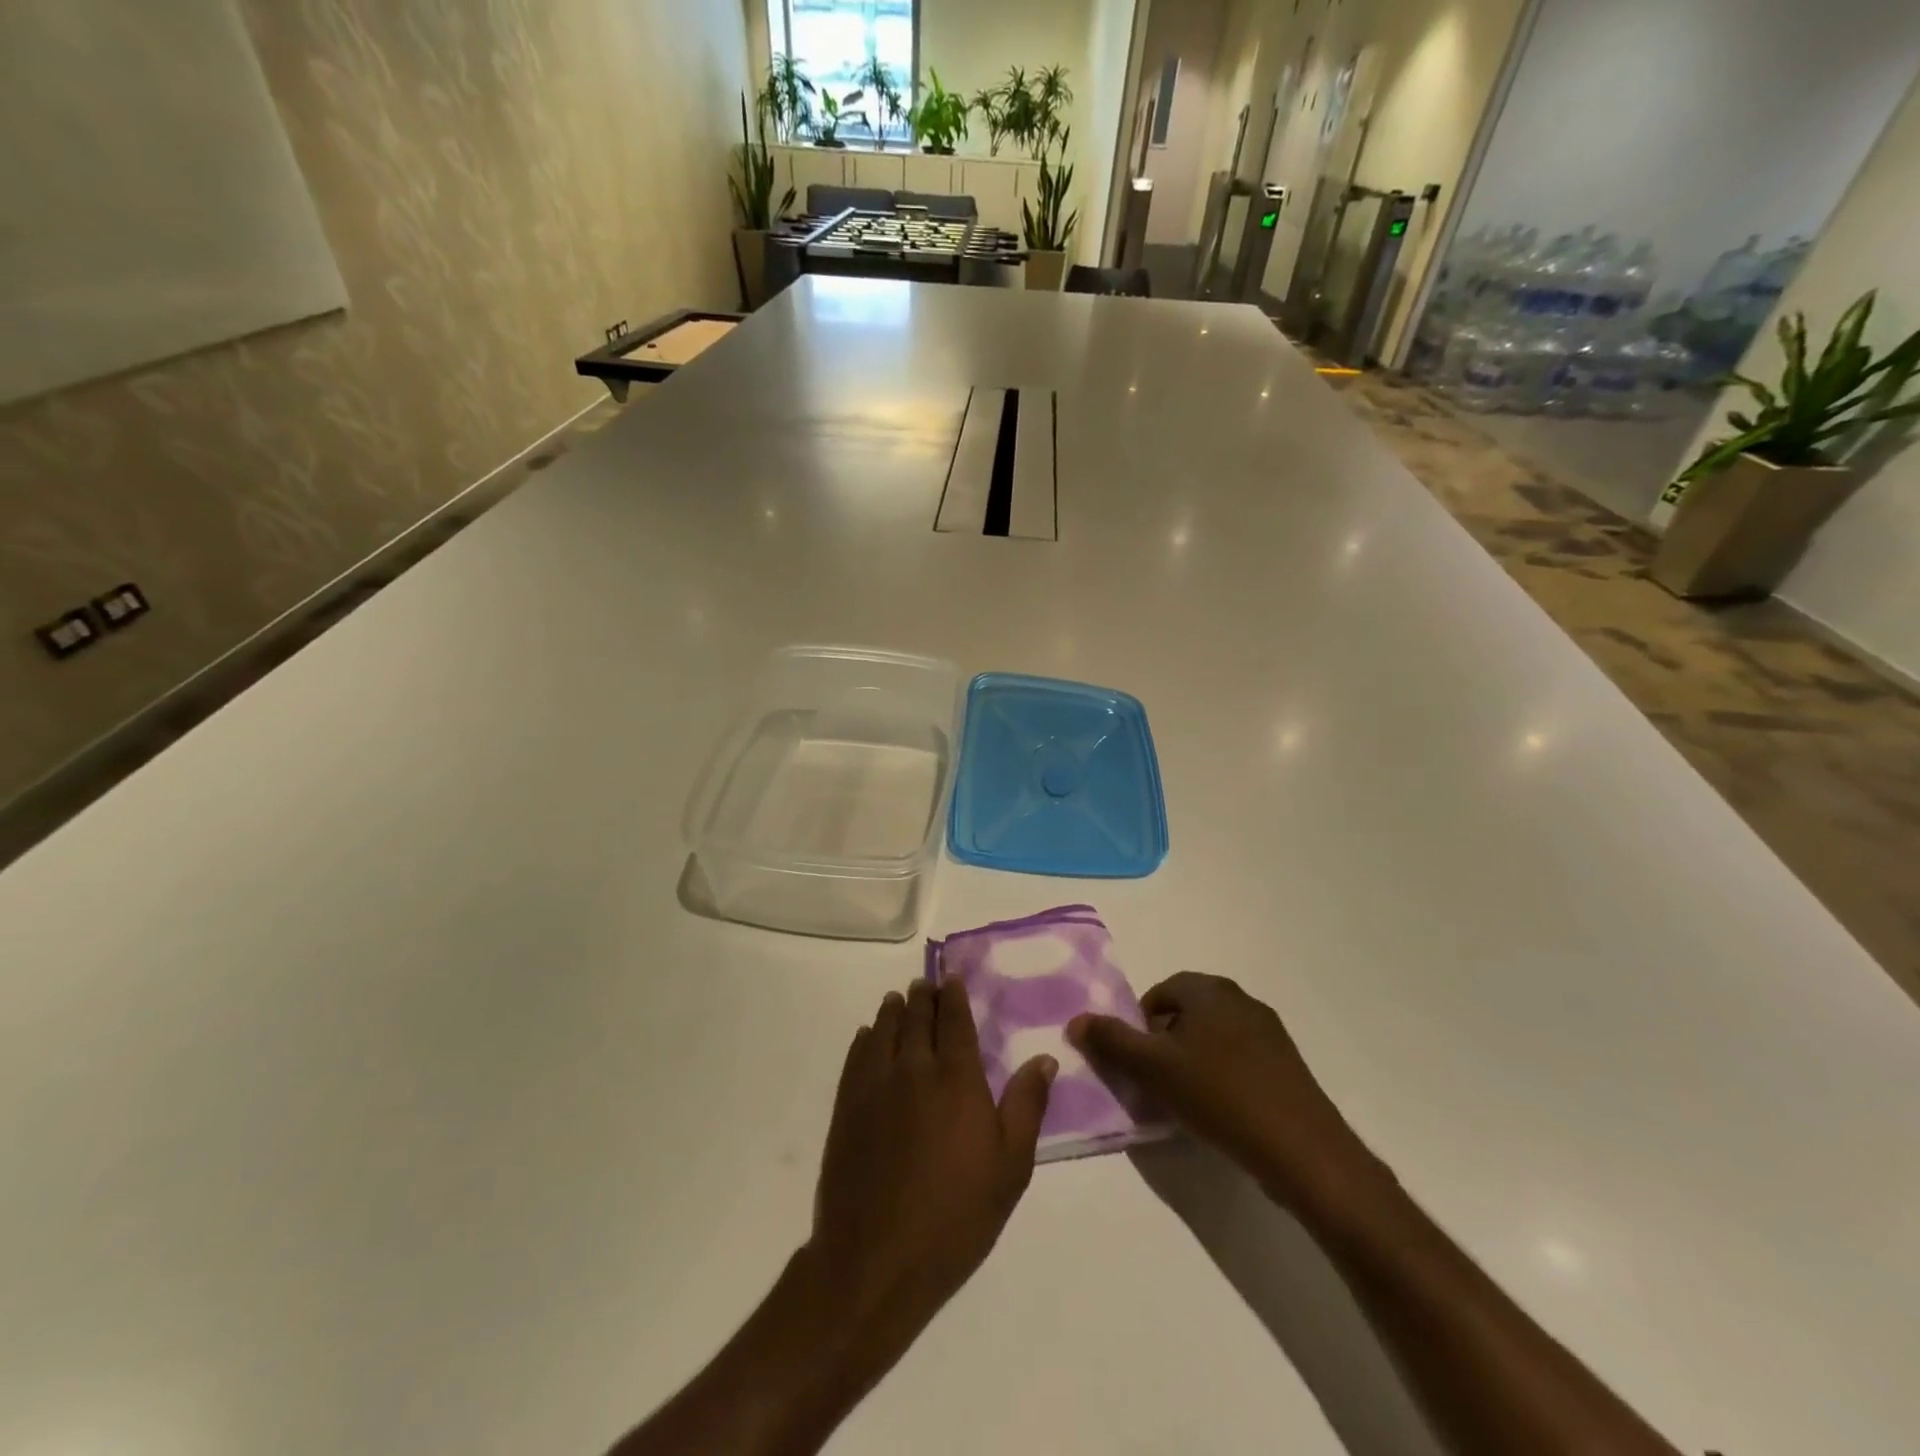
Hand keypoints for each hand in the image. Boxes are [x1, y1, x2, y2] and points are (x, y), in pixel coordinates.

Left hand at [806, 977, 1056, 1374]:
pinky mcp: (847, 1107)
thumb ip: (1026, 1106)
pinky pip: (857, 1056)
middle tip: (925, 984)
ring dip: (893, 1010)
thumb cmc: (955, 1216)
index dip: (953, 996)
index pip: (955, 1021)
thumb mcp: (1010, 1168)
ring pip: (884, 1030)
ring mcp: (875, 1085)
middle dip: (923, 997)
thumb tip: (1044, 1058)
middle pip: (917, 1018)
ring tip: (898, 999)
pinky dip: (866, 1038)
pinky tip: (869, 1036)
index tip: (952, 979)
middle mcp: (914, 1068)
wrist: (876, 1259)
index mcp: (957, 1078)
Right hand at [1068, 972, 1379, 1211]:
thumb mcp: (1153, 1068)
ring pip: (1214, 1037)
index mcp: (1209, 990)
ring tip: (1184, 1100)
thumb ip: (1111, 1041)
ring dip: (1192, 1060)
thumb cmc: (1219, 1095)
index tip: (1137, 1061)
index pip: (1160, 992)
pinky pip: (1240, 1059)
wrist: (1303, 1149)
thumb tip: (1076, 1020)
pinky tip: (1219, 1111)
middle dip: (1165, 1043)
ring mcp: (1269, 1032)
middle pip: (1187, 1013)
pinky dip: (1221, 1076)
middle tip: (1155, 1081)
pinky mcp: (1287, 1064)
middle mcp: (1240, 999)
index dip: (1140, 1024)